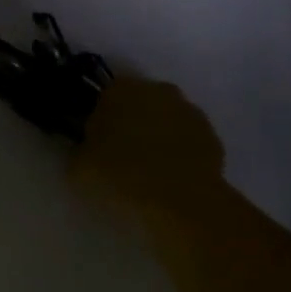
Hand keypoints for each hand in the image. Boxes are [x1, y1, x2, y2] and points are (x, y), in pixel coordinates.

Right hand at [73, 77, 225, 220]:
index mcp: (120, 90)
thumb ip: (81, 149)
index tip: (95, 142)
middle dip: (130, 123)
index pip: (104, 96)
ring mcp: (189, 111)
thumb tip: (87, 148)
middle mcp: (157, 90)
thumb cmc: (120, 177)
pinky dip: (179, 153)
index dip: (99, 118)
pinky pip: (187, 141)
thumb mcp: (78, 168)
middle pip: (138, 103)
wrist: (179, 202)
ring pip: (165, 120)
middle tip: (120, 156)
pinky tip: (170, 179)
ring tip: (147, 171)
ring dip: (157, 136)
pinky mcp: (212, 136)